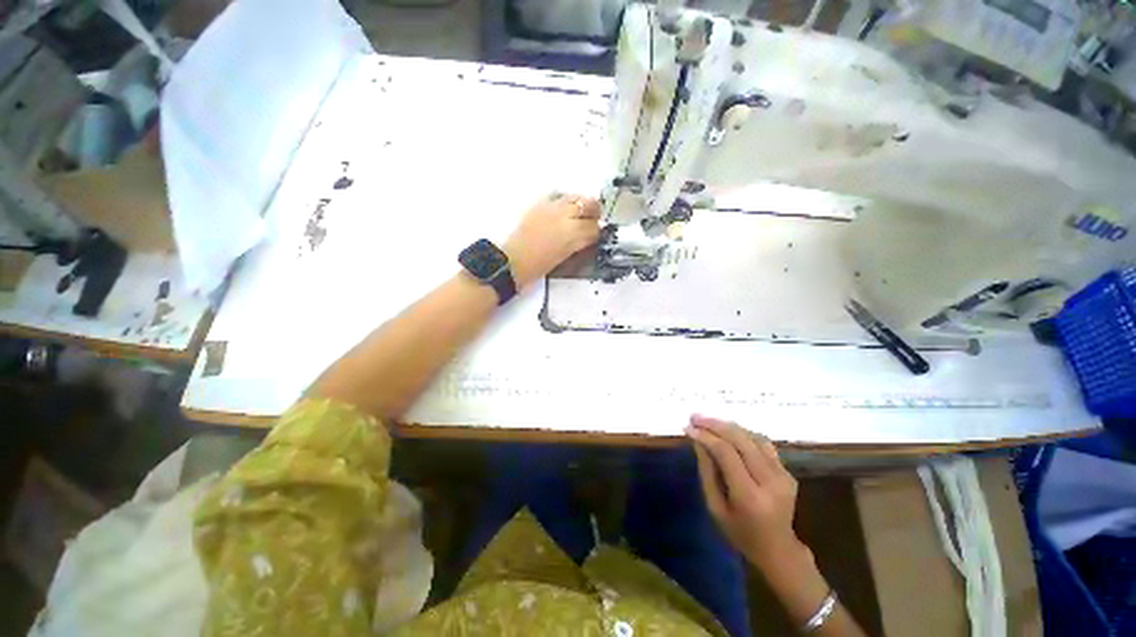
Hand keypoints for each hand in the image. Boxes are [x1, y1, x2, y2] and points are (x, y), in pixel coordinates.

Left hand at [503, 194, 600, 289]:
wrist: (514, 261)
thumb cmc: (541, 266)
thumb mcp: (565, 256)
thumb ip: (580, 242)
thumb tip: (590, 235)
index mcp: (573, 233)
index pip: (595, 227)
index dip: (598, 231)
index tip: (597, 234)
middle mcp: (565, 215)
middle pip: (589, 204)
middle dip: (594, 212)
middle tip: (592, 220)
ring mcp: (552, 207)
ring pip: (575, 197)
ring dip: (581, 204)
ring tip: (578, 213)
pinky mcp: (539, 204)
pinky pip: (558, 196)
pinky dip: (564, 201)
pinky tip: (562, 210)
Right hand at [687, 415, 807, 570]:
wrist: (778, 550)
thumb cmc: (739, 533)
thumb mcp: (715, 507)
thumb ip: (707, 472)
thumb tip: (698, 440)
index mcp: (750, 496)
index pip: (726, 453)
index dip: (705, 436)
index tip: (688, 427)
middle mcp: (770, 482)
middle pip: (741, 440)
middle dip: (714, 424)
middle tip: (694, 417)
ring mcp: (783, 475)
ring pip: (752, 437)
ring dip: (728, 426)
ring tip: (707, 421)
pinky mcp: (787, 472)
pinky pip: (762, 444)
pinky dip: (743, 434)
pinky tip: (728, 432)